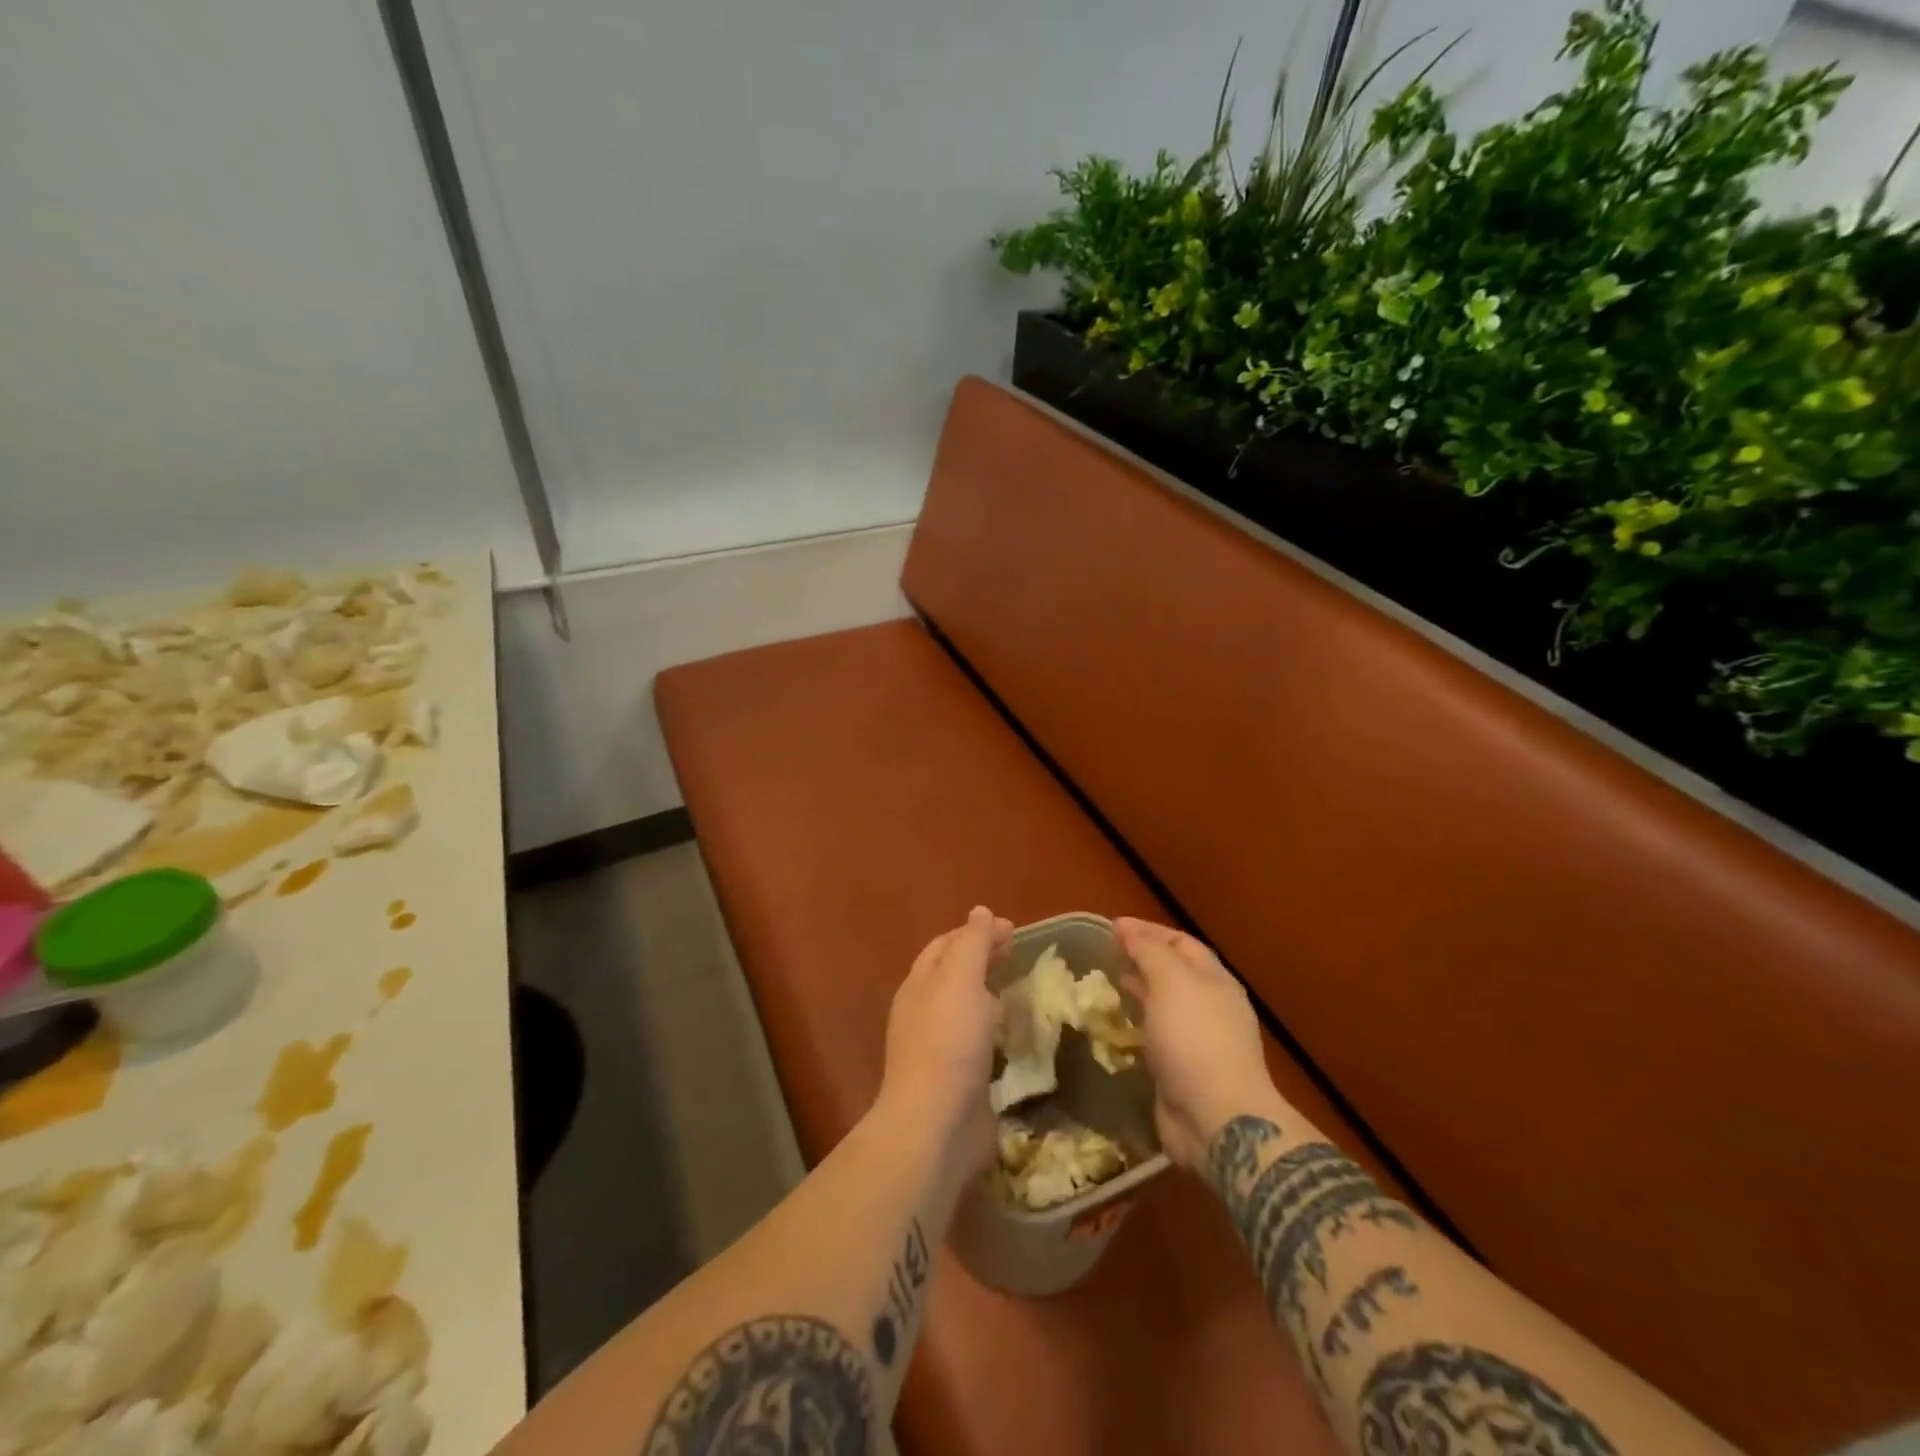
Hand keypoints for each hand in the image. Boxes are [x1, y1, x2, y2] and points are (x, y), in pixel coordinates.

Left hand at [880, 907, 1011, 1166]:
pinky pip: (978, 1046)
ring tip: (1021, 990)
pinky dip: (996, 1032)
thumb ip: (972, 943)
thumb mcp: (960, 979)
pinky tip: (1016, 1036)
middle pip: (954, 976)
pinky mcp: (957, 1082)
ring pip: (966, 1011)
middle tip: (1019, 955)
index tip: (1014, 930)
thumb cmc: (948, 1041)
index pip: (945, 945)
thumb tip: (980, 911)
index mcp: (920, 985)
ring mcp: (939, 1050)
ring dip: (990, 996)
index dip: (976, 932)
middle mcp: (924, 1014)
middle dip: (983, 960)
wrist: (936, 1125)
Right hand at [1115, 918, 1279, 1170]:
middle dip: (1142, 958)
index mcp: (1214, 980)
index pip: (1181, 942)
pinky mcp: (1182, 1070)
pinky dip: (1137, 1023)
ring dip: (1138, 990)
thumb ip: (1148, 951)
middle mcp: (1209, 1006)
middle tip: (1107, 954)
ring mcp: (1198, 1040)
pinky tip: (1118, 1025)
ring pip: (1164, 1004)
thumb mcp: (1171, 982)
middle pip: (1174, 971)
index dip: (1147, 931)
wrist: (1217, 1119)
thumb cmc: (1195, 1039)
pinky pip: (1156, 1035)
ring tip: (1108, 984)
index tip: (1112, 928)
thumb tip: (1127, 929)